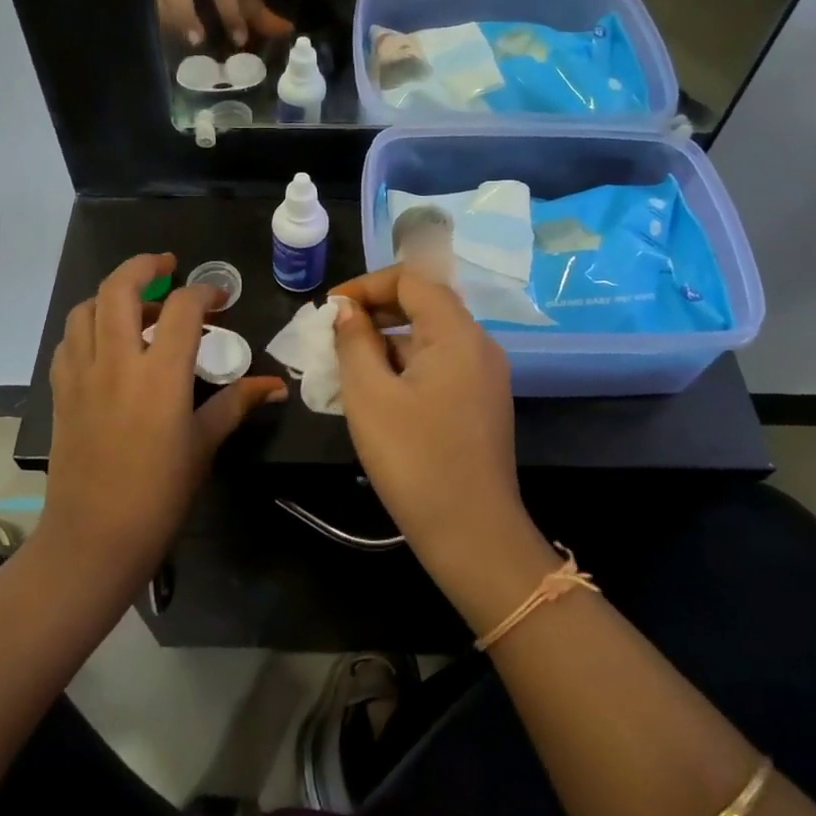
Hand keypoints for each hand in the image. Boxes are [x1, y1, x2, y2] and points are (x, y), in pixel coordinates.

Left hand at [42, 254, 285, 578]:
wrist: (94, 538)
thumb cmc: (159, 494)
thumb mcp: (204, 445)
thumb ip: (236, 403)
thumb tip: (275, 385)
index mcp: (160, 375)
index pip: (183, 308)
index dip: (205, 292)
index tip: (219, 299)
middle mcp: (117, 362)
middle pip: (120, 288)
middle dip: (144, 266)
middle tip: (167, 267)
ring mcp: (82, 374)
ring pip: (86, 308)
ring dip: (112, 295)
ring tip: (138, 306)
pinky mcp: (60, 391)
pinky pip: (69, 341)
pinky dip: (88, 326)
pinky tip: (107, 344)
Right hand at [327, 266, 529, 577]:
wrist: (473, 536)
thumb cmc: (415, 460)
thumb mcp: (369, 396)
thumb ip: (354, 342)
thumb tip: (346, 309)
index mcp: (457, 334)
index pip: (411, 279)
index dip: (366, 285)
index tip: (330, 309)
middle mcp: (479, 345)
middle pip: (424, 304)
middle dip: (375, 311)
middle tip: (334, 334)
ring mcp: (484, 376)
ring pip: (430, 337)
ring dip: (387, 341)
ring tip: (346, 366)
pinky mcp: (481, 403)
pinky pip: (440, 365)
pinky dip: (406, 366)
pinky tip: (377, 393)